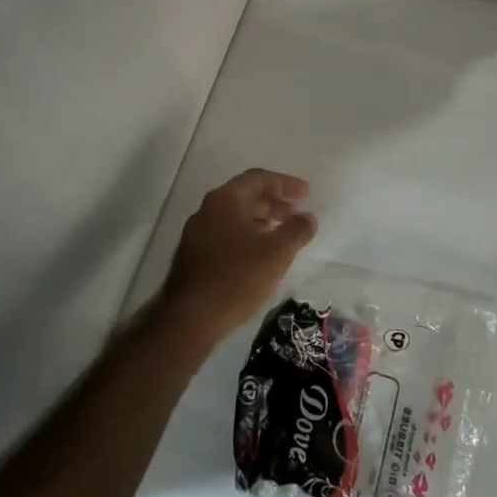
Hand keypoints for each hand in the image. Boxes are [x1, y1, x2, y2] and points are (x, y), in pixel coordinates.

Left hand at [158, 169, 317, 343]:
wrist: (189, 318)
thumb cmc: (236, 278)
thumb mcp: (276, 253)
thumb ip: (296, 230)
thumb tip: (307, 217)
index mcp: (225, 200)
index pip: (258, 178)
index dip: (285, 184)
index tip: (307, 193)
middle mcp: (207, 210)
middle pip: (245, 196)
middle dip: (274, 202)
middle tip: (297, 214)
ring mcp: (197, 233)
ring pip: (235, 217)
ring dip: (261, 220)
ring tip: (282, 234)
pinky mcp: (194, 255)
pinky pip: (226, 234)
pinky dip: (247, 236)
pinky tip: (259, 255)